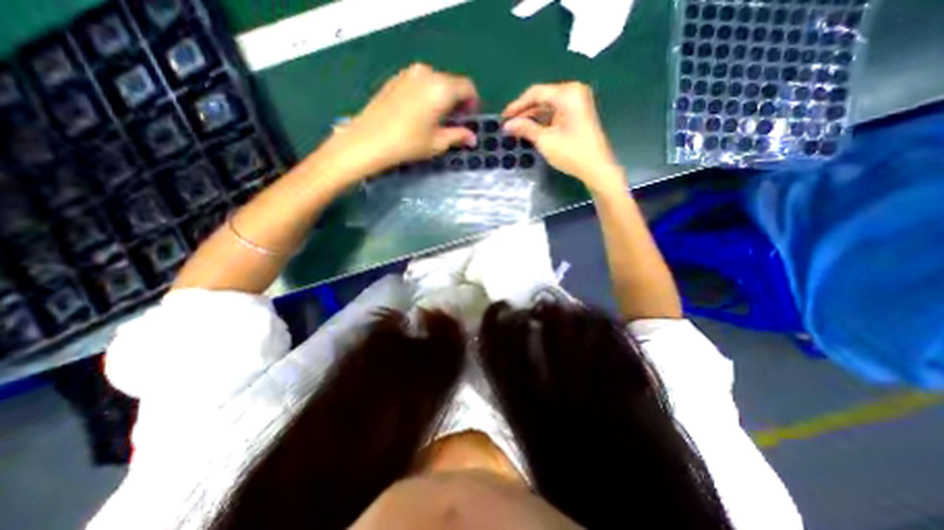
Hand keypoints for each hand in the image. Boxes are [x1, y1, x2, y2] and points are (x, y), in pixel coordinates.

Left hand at [330, 62, 482, 180]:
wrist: (368, 140)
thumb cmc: (408, 144)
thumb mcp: (437, 143)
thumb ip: (458, 136)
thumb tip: (472, 138)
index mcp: (441, 88)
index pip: (467, 87)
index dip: (472, 103)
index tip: (468, 118)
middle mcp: (427, 74)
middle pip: (451, 82)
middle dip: (457, 101)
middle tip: (454, 122)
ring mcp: (408, 74)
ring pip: (435, 81)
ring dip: (442, 97)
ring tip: (436, 120)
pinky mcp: (395, 79)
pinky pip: (420, 82)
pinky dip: (427, 94)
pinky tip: (420, 114)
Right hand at [502, 82, 625, 192]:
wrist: (596, 168)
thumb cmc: (571, 152)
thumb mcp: (545, 140)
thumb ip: (525, 128)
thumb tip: (507, 125)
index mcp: (567, 93)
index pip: (536, 93)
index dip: (517, 105)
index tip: (503, 117)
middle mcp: (574, 92)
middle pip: (542, 97)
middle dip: (524, 111)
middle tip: (509, 124)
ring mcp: (578, 103)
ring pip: (548, 105)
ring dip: (532, 117)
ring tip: (517, 129)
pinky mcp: (578, 114)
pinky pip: (556, 112)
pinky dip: (543, 120)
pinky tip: (531, 130)